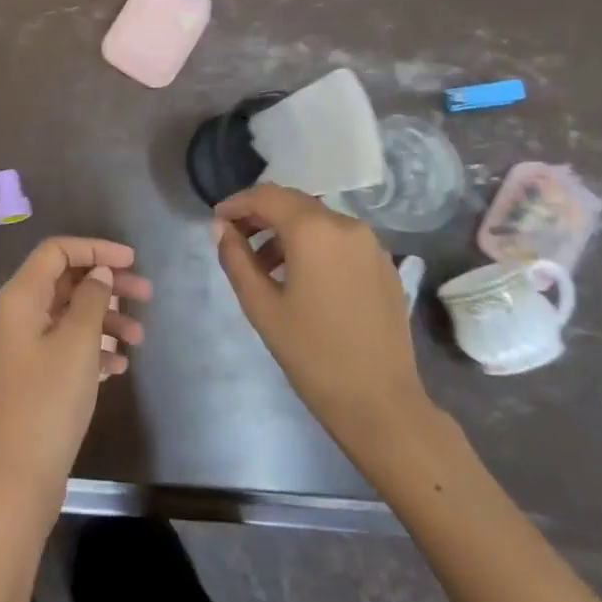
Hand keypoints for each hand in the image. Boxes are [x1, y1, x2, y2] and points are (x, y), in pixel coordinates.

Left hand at [0, 236, 150, 524]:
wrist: (22, 473)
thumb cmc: (51, 398)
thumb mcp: (79, 342)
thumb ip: (92, 298)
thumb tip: (99, 272)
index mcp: (20, 296)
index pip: (57, 251)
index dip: (95, 248)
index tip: (132, 260)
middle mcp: (18, 312)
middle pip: (66, 280)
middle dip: (107, 284)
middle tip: (146, 294)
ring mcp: (24, 343)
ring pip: (70, 312)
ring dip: (106, 317)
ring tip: (140, 337)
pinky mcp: (34, 371)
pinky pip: (66, 342)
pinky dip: (94, 345)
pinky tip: (120, 365)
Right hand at [214, 184, 432, 455]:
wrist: (381, 404)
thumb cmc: (313, 354)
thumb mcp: (261, 305)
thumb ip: (235, 258)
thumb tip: (221, 227)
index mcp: (314, 230)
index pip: (266, 196)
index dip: (237, 203)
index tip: (217, 221)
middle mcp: (346, 224)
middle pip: (293, 203)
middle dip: (261, 215)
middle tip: (235, 239)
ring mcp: (371, 244)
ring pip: (318, 220)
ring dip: (287, 231)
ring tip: (265, 266)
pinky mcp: (384, 265)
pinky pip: (340, 240)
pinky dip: (314, 245)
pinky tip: (302, 278)